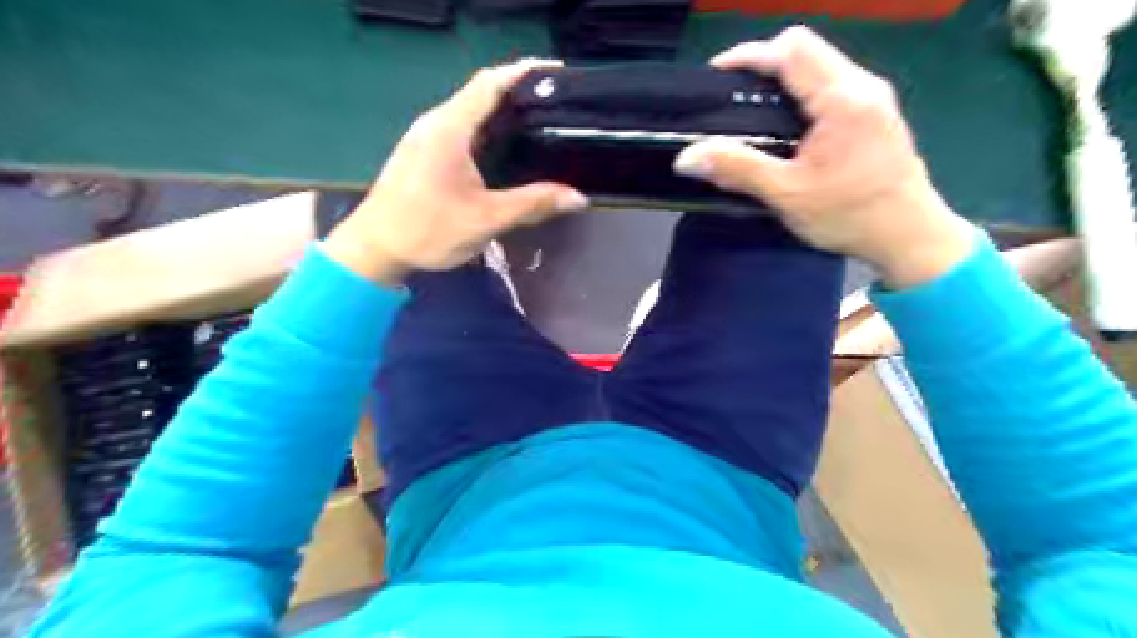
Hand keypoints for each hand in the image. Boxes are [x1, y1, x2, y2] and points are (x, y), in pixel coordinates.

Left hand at [319, 57, 584, 283]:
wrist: (375, 249)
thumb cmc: (427, 230)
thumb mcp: (486, 219)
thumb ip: (533, 204)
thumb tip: (577, 197)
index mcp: (450, 128)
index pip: (490, 83)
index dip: (524, 73)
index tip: (557, 76)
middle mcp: (435, 123)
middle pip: (481, 93)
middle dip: (519, 94)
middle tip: (556, 108)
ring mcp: (426, 137)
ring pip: (470, 113)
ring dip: (502, 114)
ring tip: (539, 127)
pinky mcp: (423, 153)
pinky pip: (461, 130)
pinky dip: (487, 132)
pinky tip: (506, 152)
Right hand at [673, 27, 975, 288]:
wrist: (909, 237)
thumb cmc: (850, 216)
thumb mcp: (787, 195)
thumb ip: (737, 169)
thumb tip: (687, 156)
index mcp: (843, 99)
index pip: (791, 49)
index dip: (748, 55)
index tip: (716, 78)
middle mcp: (862, 86)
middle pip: (805, 49)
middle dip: (763, 65)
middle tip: (730, 98)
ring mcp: (872, 98)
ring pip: (818, 65)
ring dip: (781, 80)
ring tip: (750, 113)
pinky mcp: (874, 114)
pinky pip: (830, 85)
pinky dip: (799, 94)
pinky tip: (783, 127)